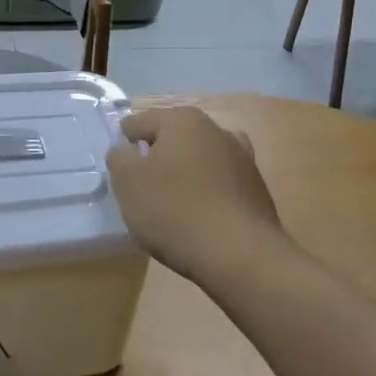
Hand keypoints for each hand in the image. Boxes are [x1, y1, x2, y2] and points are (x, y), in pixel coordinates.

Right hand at [107, 108, 286, 287]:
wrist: (240, 255)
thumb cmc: (174, 210)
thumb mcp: (127, 182)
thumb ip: (119, 158)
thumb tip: (127, 150)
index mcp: (183, 120)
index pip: (139, 123)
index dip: (123, 146)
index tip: (120, 173)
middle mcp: (217, 130)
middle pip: (172, 139)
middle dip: (155, 158)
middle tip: (142, 189)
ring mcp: (243, 159)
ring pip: (198, 160)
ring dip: (183, 174)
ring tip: (171, 205)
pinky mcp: (256, 189)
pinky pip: (219, 184)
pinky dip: (206, 194)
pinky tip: (198, 218)